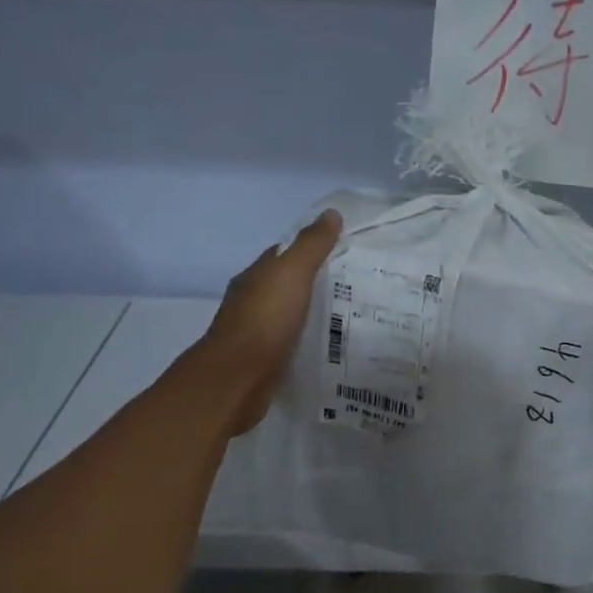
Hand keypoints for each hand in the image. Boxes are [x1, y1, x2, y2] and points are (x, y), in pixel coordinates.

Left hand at [200, 209, 341, 435]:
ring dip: (310, 313)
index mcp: (256, 275)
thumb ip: (311, 245)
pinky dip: (305, 340)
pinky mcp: (262, 361)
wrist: (236, 378)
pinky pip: (289, 342)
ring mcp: (254, 332)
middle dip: (315, 283)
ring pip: (288, 315)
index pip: (284, 254)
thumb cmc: (265, 319)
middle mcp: (250, 300)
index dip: (311, 249)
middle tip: (355, 286)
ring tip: (348, 315)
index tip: (343, 252)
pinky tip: (328, 345)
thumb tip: (330, 213)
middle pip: (286, 285)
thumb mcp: (292, 273)